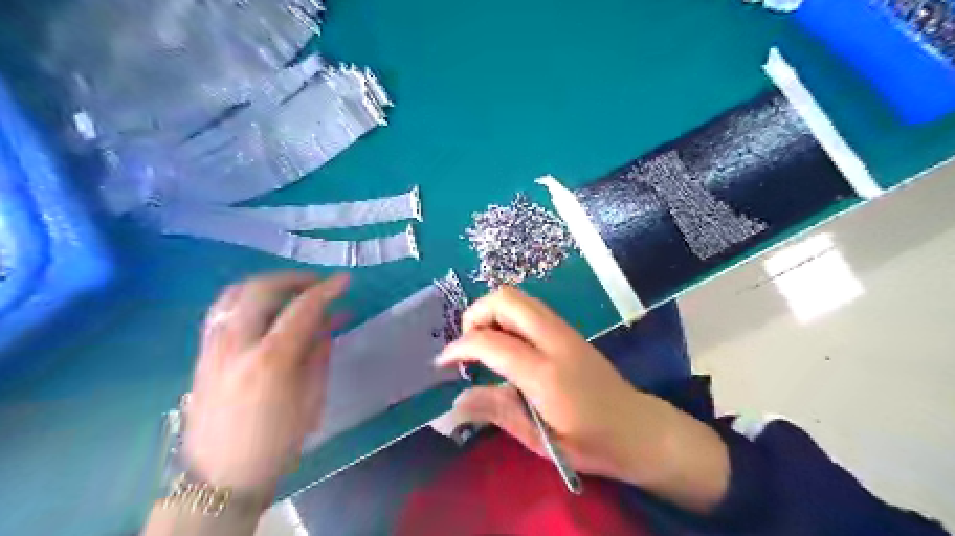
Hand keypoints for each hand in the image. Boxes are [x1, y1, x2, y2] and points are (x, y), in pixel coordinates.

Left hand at [181, 273, 349, 497]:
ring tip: (291, 290)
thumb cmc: (276, 442)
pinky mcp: (201, 353)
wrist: (219, 478)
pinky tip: (262, 306)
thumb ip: (319, 353)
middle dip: (294, 278)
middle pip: (262, 289)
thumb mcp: (311, 399)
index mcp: (271, 360)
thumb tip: (328, 322)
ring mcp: (213, 346)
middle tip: (317, 283)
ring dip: (268, 283)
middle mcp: (237, 345)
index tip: (345, 280)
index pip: (302, 308)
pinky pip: (222, 309)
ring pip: (235, 293)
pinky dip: (246, 297)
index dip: (327, 290)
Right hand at [436, 290, 728, 511]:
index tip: (442, 362)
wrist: (638, 429)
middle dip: (475, 314)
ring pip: (518, 297)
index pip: (491, 342)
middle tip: (467, 346)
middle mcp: (555, 340)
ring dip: (491, 312)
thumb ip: (498, 412)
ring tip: (483, 346)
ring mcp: (564, 330)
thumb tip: (455, 401)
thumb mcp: (541, 441)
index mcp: (546, 373)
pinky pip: (529, 308)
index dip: (460, 347)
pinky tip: (506, 345)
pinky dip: (507, 316)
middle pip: (506, 299)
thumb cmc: (592, 443)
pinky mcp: (568, 330)